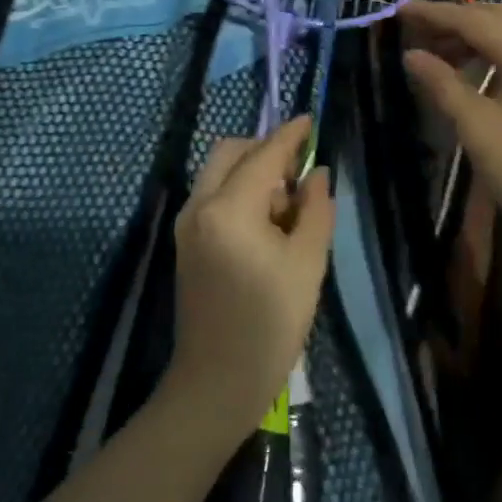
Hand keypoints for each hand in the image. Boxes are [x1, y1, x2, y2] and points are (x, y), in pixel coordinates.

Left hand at [168, 116, 335, 443]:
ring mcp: (186, 225)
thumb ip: (316, 210)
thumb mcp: (307, 264)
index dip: (289, 136)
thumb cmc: (270, 325)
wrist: (216, 382)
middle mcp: (199, 206)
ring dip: (251, 173)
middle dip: (264, 151)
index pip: (263, 156)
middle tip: (299, 173)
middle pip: (230, 153)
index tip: (309, 120)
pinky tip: (266, 225)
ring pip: (218, 174)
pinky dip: (238, 194)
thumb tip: (316, 174)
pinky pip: (212, 198)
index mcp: (229, 209)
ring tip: (288, 208)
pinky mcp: (185, 243)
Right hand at [402, 1, 501, 245]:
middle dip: (454, 18)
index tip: (400, 10)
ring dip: (469, 36)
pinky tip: (463, 71)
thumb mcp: (474, 124)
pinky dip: (484, 54)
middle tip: (416, 27)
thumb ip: (442, 83)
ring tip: (433, 50)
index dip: (435, 13)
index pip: (474, 21)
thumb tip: (411, 55)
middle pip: (495, 18)